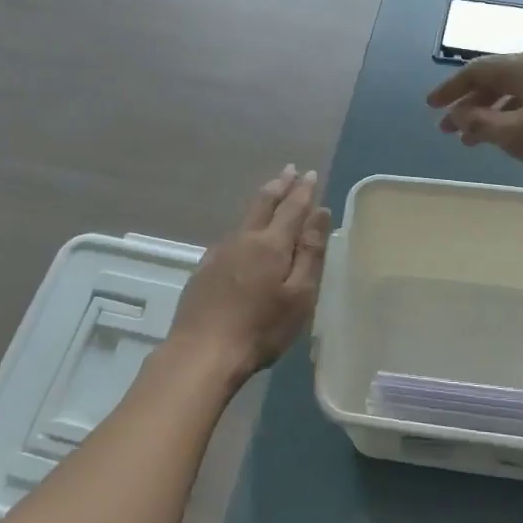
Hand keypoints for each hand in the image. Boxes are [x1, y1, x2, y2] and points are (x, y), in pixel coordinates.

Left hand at [165, 166, 331, 380]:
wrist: (201, 353)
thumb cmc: (260, 329)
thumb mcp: (299, 295)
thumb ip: (310, 252)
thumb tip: (320, 212)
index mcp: (271, 244)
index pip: (292, 208)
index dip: (303, 190)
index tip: (310, 173)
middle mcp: (243, 240)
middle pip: (263, 204)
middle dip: (279, 185)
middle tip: (289, 170)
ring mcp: (219, 253)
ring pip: (245, 220)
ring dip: (261, 203)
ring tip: (271, 195)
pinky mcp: (203, 270)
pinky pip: (230, 238)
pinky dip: (244, 228)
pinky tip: (243, 237)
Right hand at [427, 50, 522, 180]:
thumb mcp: (518, 134)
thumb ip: (483, 123)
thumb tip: (458, 114)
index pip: (476, 70)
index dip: (450, 88)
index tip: (430, 107)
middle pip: (493, 80)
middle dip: (467, 104)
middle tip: (448, 128)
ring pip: (512, 94)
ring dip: (488, 114)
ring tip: (472, 140)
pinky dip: (510, 118)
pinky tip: (509, 138)